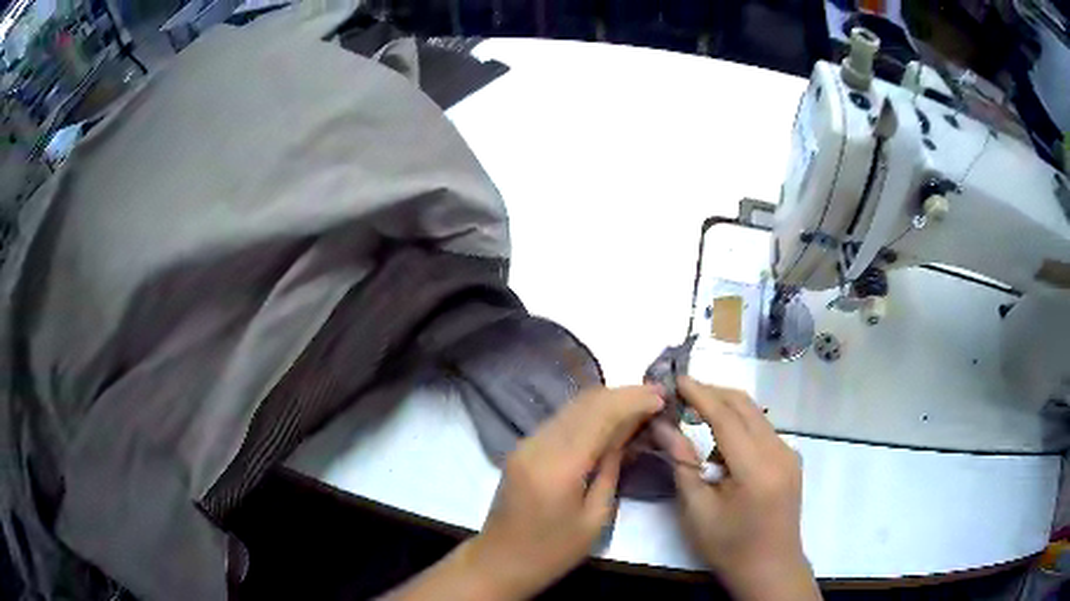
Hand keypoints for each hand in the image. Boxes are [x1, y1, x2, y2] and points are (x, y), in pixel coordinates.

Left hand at [385, 385, 663, 600]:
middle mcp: (539, 444)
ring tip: (640, 403)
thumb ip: (611, 468)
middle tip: (656, 396)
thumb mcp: (595, 517)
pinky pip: (561, 419)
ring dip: (607, 400)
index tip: (662, 396)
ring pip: (572, 406)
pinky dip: (589, 413)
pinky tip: (610, 419)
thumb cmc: (553, 551)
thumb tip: (629, 431)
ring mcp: (527, 443)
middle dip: (624, 395)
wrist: (500, 561)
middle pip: (585, 403)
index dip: (633, 400)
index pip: (600, 415)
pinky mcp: (523, 448)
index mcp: (559, 466)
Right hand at [653, 378, 819, 600]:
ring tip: (695, 421)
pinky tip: (721, 448)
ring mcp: (789, 454)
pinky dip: (739, 427)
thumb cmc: (728, 546)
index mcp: (757, 468)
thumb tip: (662, 426)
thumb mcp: (697, 510)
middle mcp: (780, 451)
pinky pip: (762, 431)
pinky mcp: (790, 460)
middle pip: (745, 406)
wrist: (770, 569)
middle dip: (713, 393)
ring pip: (755, 415)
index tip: (675, 378)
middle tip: (681, 393)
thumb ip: (682, 463)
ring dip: (726, 410)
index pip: (726, 416)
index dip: (700, 394)